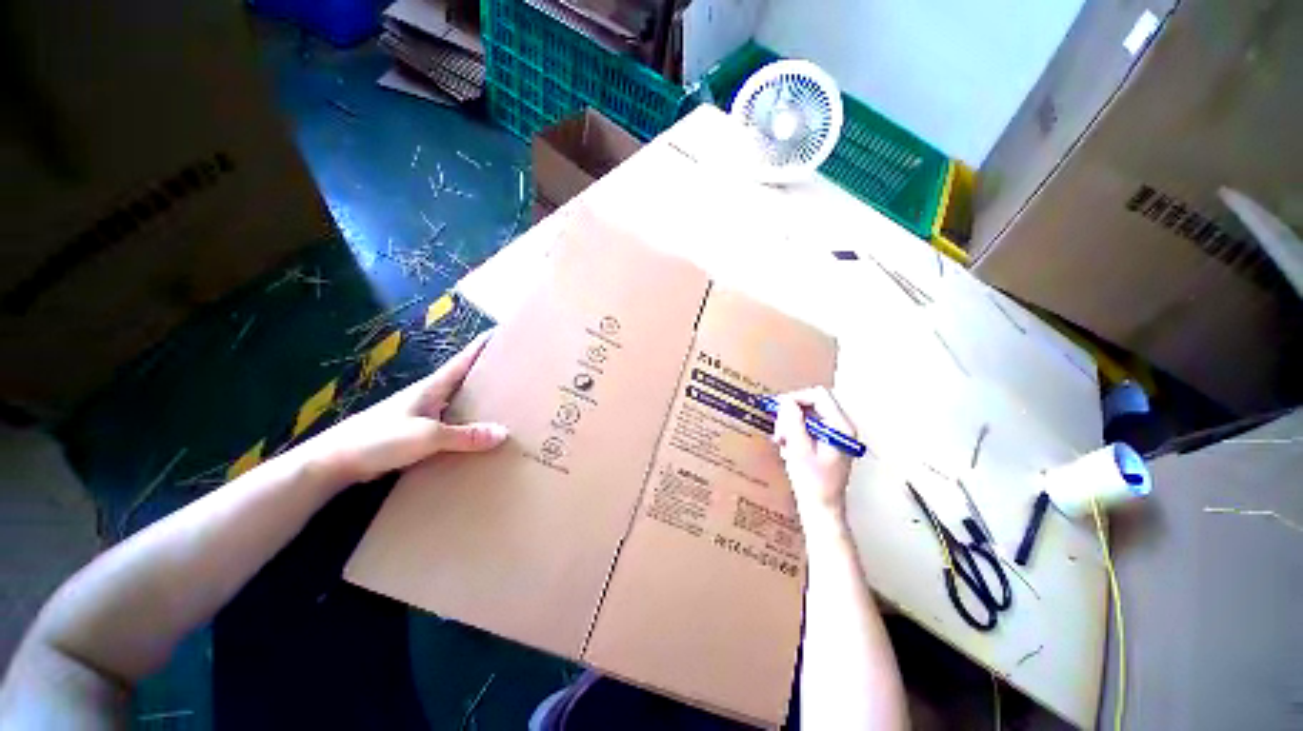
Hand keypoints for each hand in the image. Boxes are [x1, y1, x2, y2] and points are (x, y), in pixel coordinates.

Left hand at [298, 329, 507, 486]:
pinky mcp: (418, 432)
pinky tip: (479, 432)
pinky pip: (452, 422)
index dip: (483, 344)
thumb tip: (504, 433)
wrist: (335, 462)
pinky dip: (468, 422)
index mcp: (432, 387)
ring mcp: (423, 413)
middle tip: (517, 370)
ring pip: (459, 400)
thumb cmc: (378, 439)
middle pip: (465, 377)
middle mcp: (430, 395)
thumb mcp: (427, 436)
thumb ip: (465, 436)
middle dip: (489, 371)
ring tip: (507, 401)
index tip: (504, 332)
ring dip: (480, 399)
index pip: (464, 358)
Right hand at [772, 387, 856, 520]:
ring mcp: (835, 435)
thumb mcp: (799, 449)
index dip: (795, 398)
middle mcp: (841, 427)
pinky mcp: (827, 443)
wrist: (822, 510)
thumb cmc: (813, 483)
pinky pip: (807, 427)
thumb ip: (793, 421)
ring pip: (807, 415)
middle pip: (812, 404)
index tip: (778, 409)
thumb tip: (785, 401)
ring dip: (791, 424)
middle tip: (779, 431)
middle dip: (791, 414)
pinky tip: (788, 447)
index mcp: (840, 427)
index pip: (818, 395)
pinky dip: (794, 433)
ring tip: (782, 441)